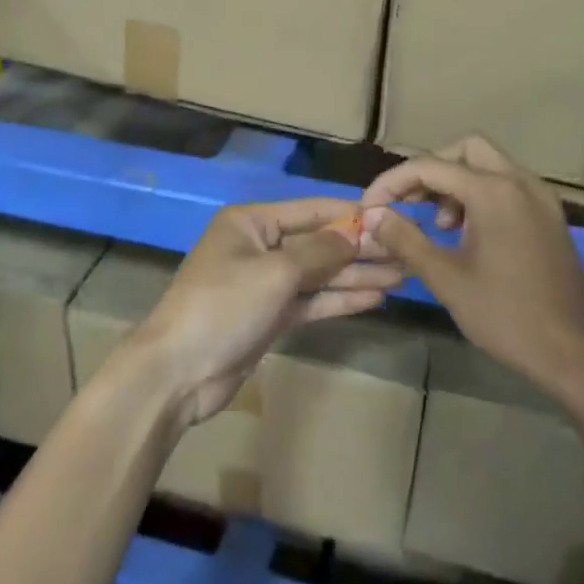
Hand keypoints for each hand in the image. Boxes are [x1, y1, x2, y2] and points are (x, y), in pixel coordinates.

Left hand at [128, 199, 402, 423]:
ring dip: (356, 275)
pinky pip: (311, 301)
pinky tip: (374, 298)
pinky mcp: (269, 316)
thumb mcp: (275, 273)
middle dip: (359, 249)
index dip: (350, 214)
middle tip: (406, 253)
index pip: (310, 210)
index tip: (391, 218)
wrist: (178, 372)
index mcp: (251, 223)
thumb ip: (319, 252)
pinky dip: (339, 299)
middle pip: (318, 243)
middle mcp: (259, 247)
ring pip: (318, 274)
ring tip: (401, 276)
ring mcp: (264, 284)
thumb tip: (355, 233)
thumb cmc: (223, 307)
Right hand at [361, 136, 583, 393]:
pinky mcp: (551, 218)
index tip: (370, 206)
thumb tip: (372, 215)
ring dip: (457, 182)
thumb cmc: (505, 316)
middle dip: (431, 170)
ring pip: (490, 166)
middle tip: (409, 202)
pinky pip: (509, 187)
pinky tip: (468, 234)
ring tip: (439, 225)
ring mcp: (542, 199)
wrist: (574, 354)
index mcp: (494, 192)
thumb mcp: (446, 279)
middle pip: (466, 150)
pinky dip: (482, 195)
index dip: (393, 182)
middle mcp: (521, 183)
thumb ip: (405, 239)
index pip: (430, 166)